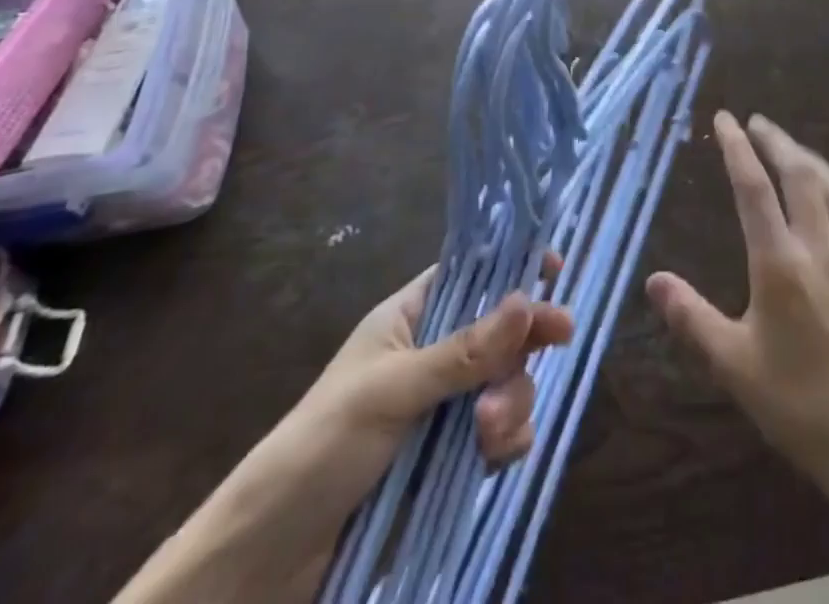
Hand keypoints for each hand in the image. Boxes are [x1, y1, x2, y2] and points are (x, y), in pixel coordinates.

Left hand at [295, 262, 573, 493]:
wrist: (268, 560)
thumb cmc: (322, 446)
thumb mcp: (392, 391)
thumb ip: (463, 352)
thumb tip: (528, 300)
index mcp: (412, 318)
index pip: (472, 275)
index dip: (512, 269)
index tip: (554, 271)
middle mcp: (435, 355)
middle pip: (502, 330)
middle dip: (523, 343)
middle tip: (560, 339)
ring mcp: (446, 407)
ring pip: (508, 383)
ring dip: (512, 400)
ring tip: (489, 432)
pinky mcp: (452, 459)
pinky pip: (502, 433)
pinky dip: (507, 440)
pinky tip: (494, 456)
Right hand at [645, 112, 828, 496]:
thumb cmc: (801, 406)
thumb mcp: (735, 367)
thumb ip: (692, 318)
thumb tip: (654, 280)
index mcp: (780, 263)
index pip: (753, 189)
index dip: (737, 148)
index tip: (725, 119)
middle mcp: (819, 246)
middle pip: (798, 173)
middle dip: (775, 140)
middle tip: (756, 121)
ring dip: (807, 156)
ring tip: (789, 145)